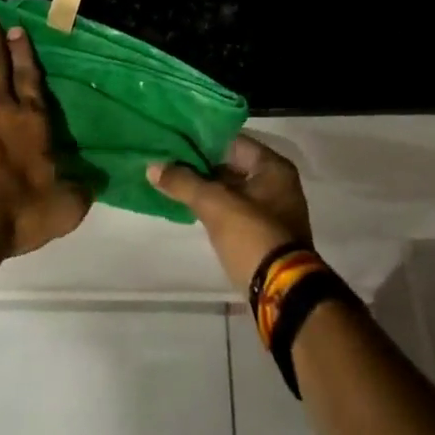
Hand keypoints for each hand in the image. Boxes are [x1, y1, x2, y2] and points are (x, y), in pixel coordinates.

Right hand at [148, 135, 312, 293]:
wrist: (282, 295)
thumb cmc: (252, 236)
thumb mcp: (215, 205)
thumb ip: (184, 182)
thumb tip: (152, 167)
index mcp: (273, 167)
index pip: (232, 141)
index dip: (202, 140)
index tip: (174, 140)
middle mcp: (278, 183)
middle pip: (232, 165)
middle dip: (201, 165)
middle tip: (168, 160)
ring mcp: (273, 210)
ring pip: (232, 189)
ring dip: (207, 187)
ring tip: (173, 180)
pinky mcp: (265, 235)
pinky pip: (235, 210)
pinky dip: (215, 207)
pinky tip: (189, 205)